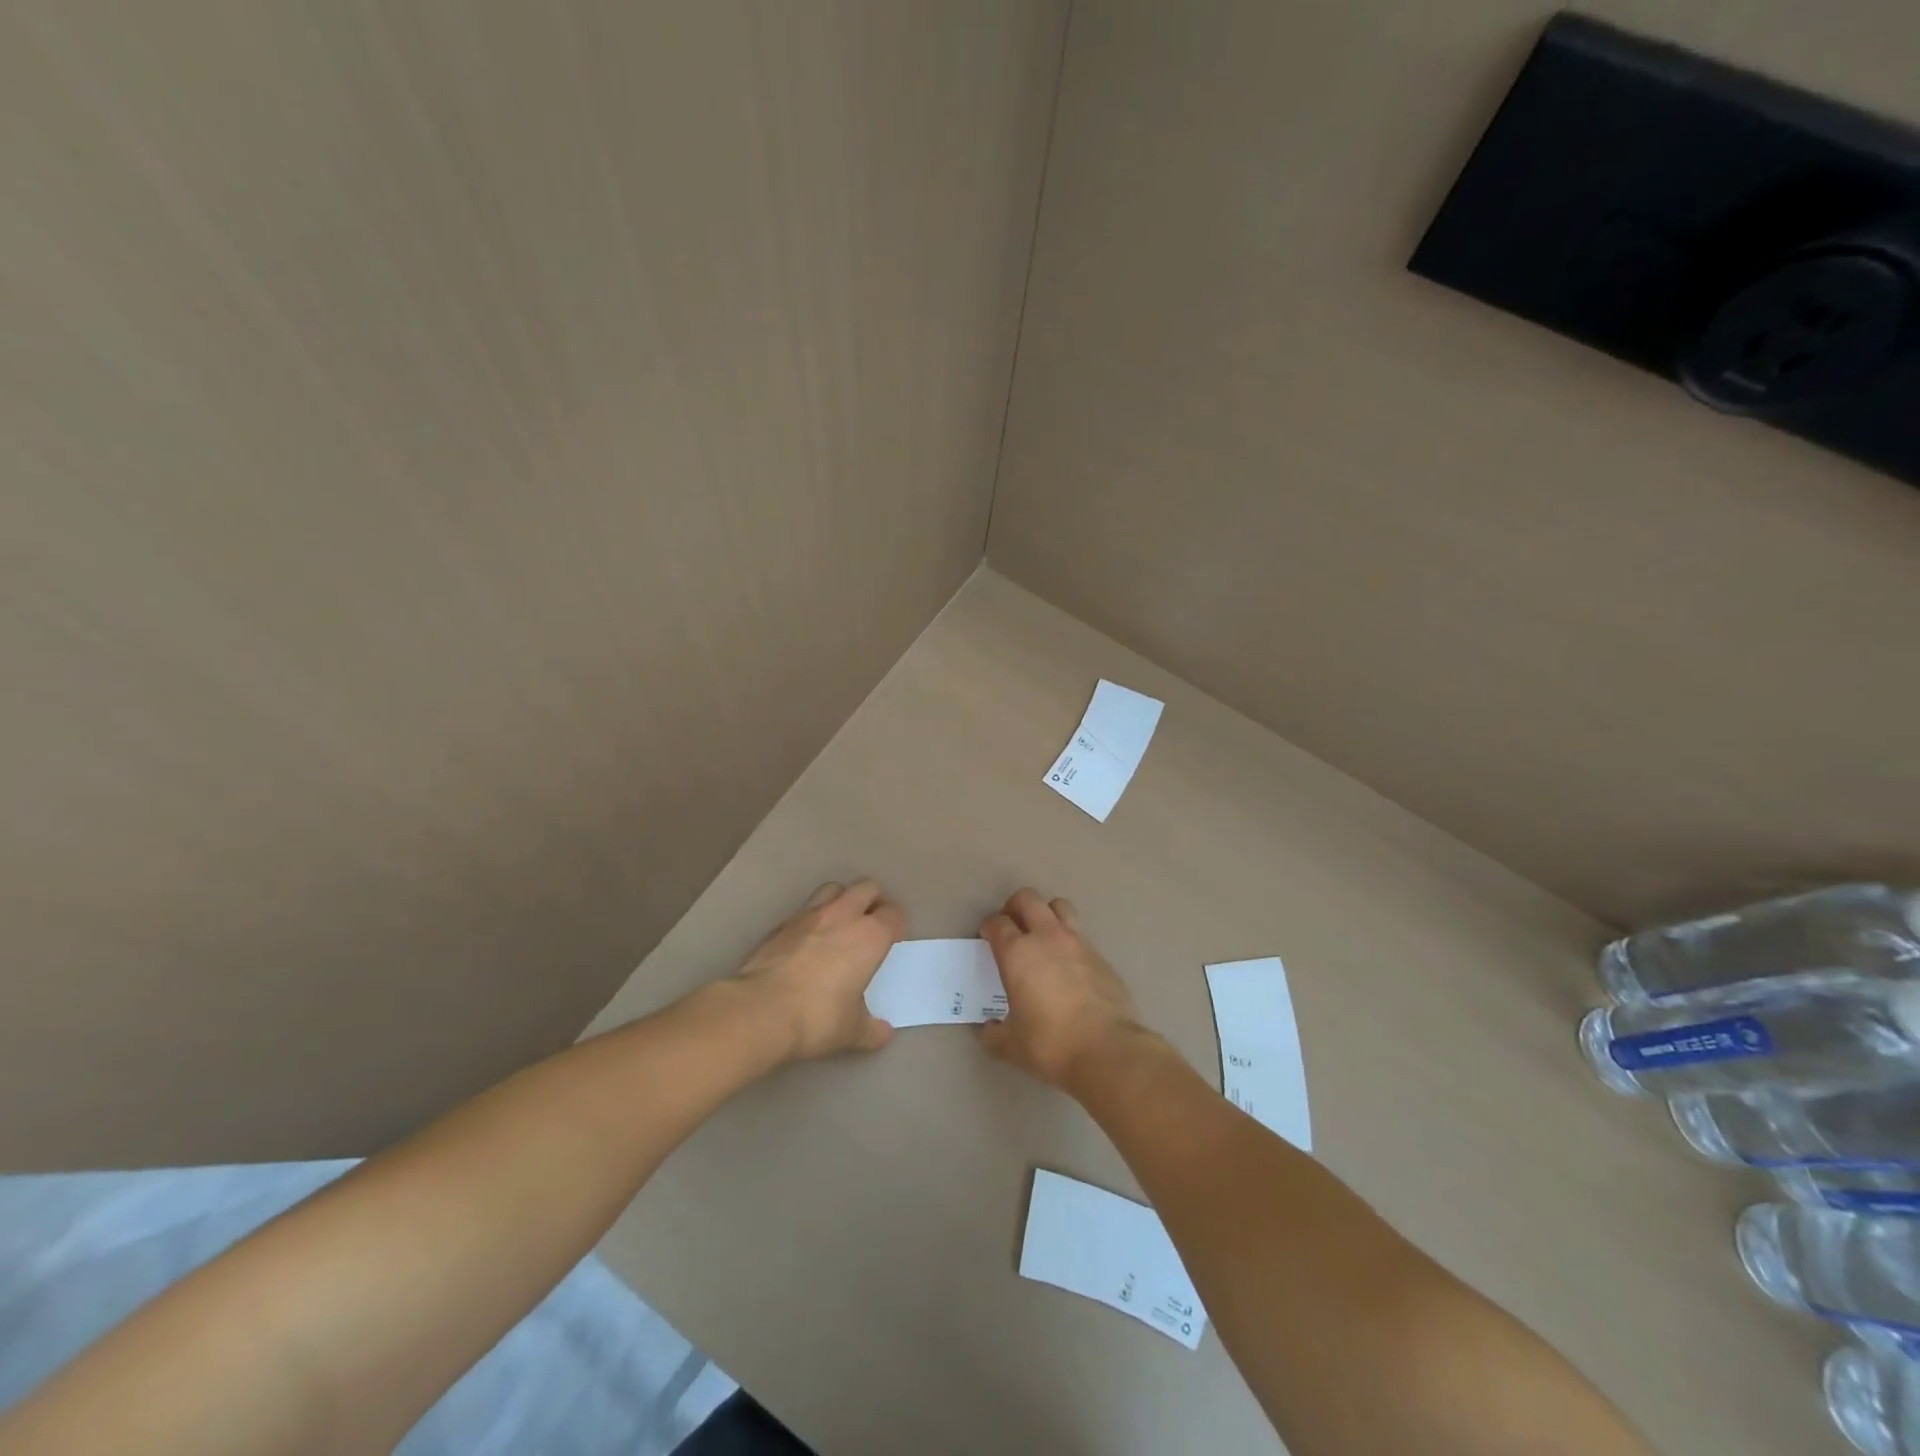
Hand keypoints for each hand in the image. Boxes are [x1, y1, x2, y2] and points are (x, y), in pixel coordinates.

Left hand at [734, 880, 902, 1059]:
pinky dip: (812, 916)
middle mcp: (843, 915)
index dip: (896, 923)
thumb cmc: (817, 1018)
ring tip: (840, 921)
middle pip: (867, 887)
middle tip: (871, 922)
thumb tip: (884, 1033)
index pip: (894, 913)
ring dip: (842, 899)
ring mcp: (810, 914)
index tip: (893, 938)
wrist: (761, 1010)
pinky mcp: (782, 922)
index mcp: (870, 936)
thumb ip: (871, 1029)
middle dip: (873, 900)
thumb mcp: (851, 1031)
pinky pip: (805, 908)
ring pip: (834, 888)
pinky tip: (808, 938)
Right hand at [979, 889, 1148, 1090]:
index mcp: (1017, 953)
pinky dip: (1070, 942)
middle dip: (1015, 906)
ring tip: (1042, 934)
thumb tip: (988, 1029)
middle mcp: (1047, 937)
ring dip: (1047, 913)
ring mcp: (1078, 943)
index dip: (989, 927)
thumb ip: (994, 1033)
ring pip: (1060, 907)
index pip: (998, 923)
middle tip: (1012, 925)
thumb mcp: (1011, 1045)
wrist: (1107, 1049)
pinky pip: (1081, 936)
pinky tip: (1070, 966)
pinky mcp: (1101, 956)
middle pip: (1028, 899)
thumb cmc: (1050, 1043)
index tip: (987, 937)